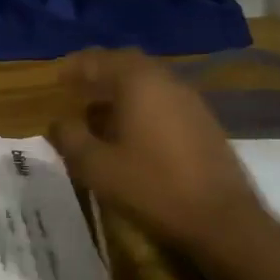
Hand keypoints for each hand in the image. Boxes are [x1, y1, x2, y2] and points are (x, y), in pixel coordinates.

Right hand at [47, 48, 272, 267]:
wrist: (222, 220)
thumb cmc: (152, 187)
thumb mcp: (97, 167)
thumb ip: (70, 138)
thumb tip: (57, 122)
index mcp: (138, 81)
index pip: (99, 59)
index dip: (74, 67)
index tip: (57, 80)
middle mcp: (166, 80)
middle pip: (126, 65)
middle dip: (99, 74)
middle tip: (77, 90)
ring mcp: (190, 100)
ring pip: (148, 83)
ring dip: (121, 92)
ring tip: (99, 115)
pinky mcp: (204, 122)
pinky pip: (164, 100)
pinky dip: (142, 106)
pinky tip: (132, 133)